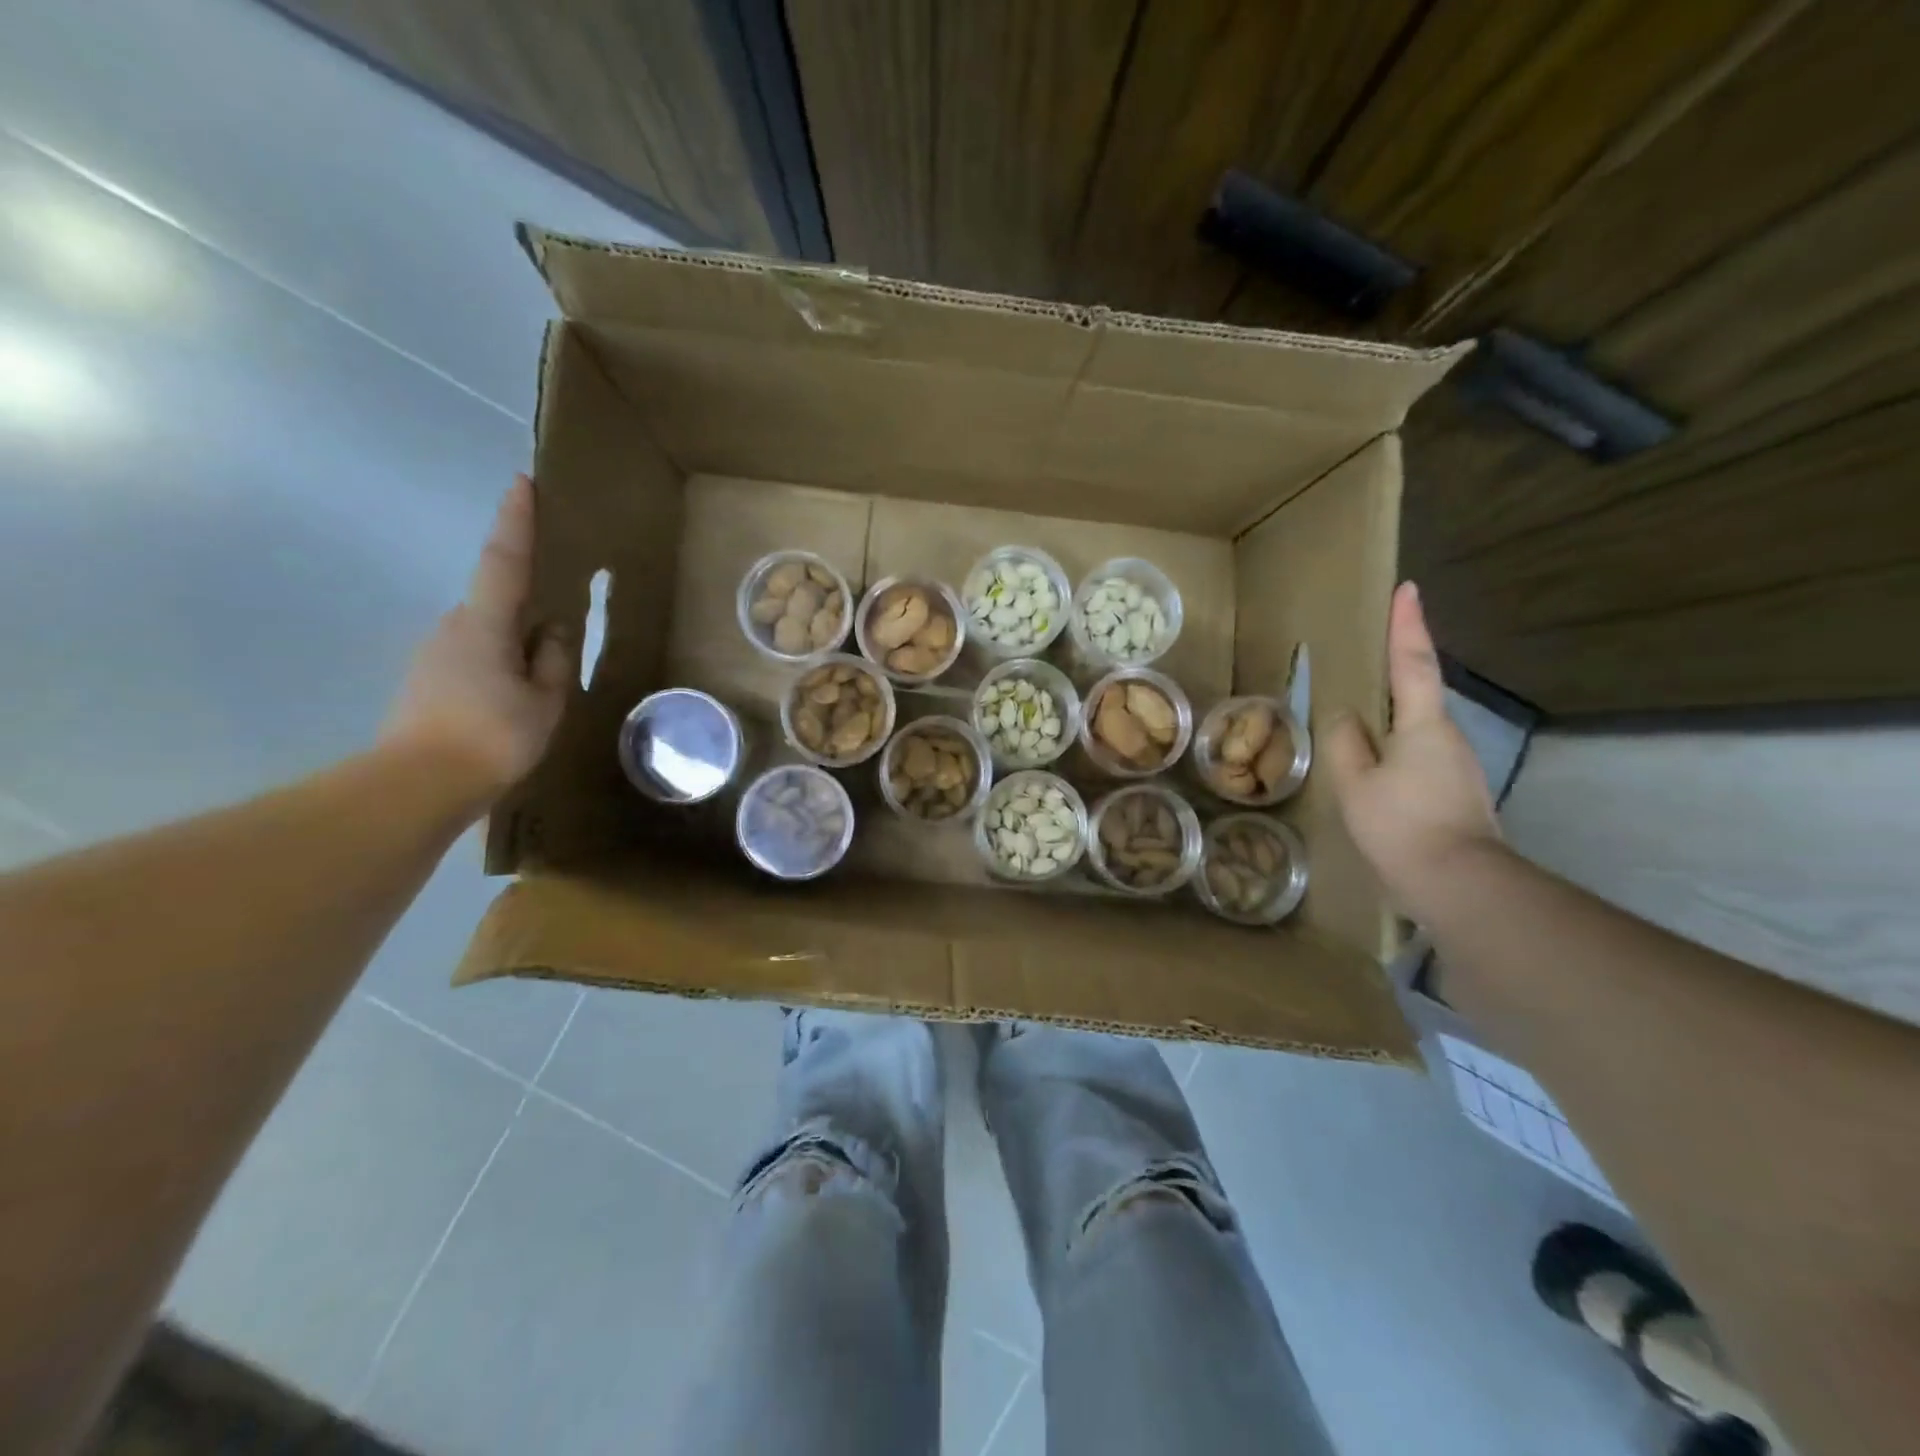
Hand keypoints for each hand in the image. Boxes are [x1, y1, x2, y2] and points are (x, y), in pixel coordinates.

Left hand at [382, 475, 570, 801]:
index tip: (522, 481)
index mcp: (485, 624)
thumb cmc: (492, 737)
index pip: (504, 560)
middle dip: (527, 611)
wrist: (417, 786)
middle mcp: (453, 627)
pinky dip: (498, 669)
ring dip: (514, 649)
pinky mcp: (427, 680)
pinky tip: (512, 705)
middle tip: (557, 637)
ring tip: (537, 689)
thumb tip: (555, 628)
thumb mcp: (544, 701)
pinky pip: (474, 659)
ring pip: (487, 636)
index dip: (515, 520)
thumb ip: (554, 659)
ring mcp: (434, 654)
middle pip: (498, 604)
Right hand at [1325, 582, 1500, 918]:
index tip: (1408, 588)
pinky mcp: (1454, 792)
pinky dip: (1393, 750)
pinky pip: (1416, 756)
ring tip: (1356, 723)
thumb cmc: (1402, 826)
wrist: (1459, 885)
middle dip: (1396, 670)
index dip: (1408, 625)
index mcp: (1423, 725)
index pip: (1412, 663)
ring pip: (1414, 729)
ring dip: (1390, 719)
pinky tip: (1372, 772)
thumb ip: (1344, 743)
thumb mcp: (1355, 783)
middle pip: (1417, 693)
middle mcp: (1447, 737)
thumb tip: (1344, 717)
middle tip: (1369, 652)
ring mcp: (1455, 766)